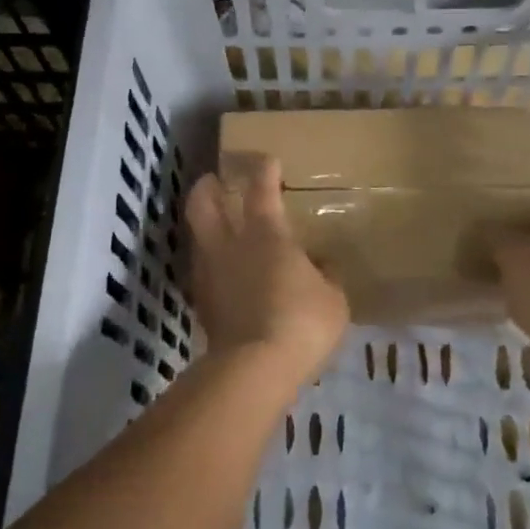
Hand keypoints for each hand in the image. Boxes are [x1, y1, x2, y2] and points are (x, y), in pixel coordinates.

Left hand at [186, 152, 349, 388]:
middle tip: (215, 182)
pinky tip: (223, 271)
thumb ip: (326, 275)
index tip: (267, 160)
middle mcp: (229, 244)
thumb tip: (321, 264)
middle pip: (203, 202)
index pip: (261, 189)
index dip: (263, 170)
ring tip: (217, 226)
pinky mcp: (201, 302)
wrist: (255, 368)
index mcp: (265, 233)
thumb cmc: (302, 322)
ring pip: (196, 235)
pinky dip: (210, 261)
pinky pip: (202, 269)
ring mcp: (209, 272)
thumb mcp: (333, 298)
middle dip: (207, 186)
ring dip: (204, 224)